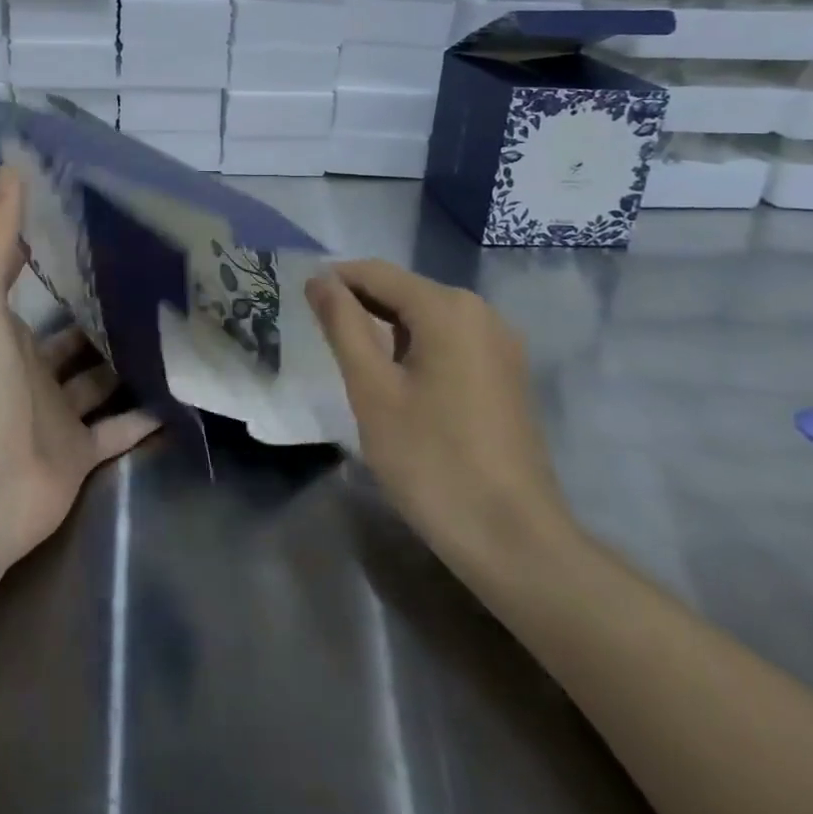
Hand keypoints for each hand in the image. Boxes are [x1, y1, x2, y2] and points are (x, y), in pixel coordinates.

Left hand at [0, 167, 159, 567]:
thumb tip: (11, 168)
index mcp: (6, 337)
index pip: (40, 297)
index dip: (66, 270)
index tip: (106, 241)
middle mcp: (31, 374)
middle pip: (75, 340)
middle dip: (106, 317)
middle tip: (155, 287)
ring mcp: (56, 418)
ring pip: (99, 383)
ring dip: (128, 363)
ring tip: (174, 331)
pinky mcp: (80, 456)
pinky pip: (119, 431)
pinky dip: (144, 416)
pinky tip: (180, 392)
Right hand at [305, 260, 575, 572]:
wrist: (513, 540)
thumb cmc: (431, 460)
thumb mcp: (372, 389)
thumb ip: (343, 324)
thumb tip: (319, 279)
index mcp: (447, 308)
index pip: (375, 273)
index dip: (333, 282)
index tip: (299, 304)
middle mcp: (480, 312)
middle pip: (403, 291)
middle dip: (359, 305)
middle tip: (320, 338)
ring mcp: (499, 344)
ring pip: (425, 317)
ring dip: (385, 328)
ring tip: (352, 361)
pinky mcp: (506, 373)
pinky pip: (449, 341)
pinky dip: (415, 348)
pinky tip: (396, 381)